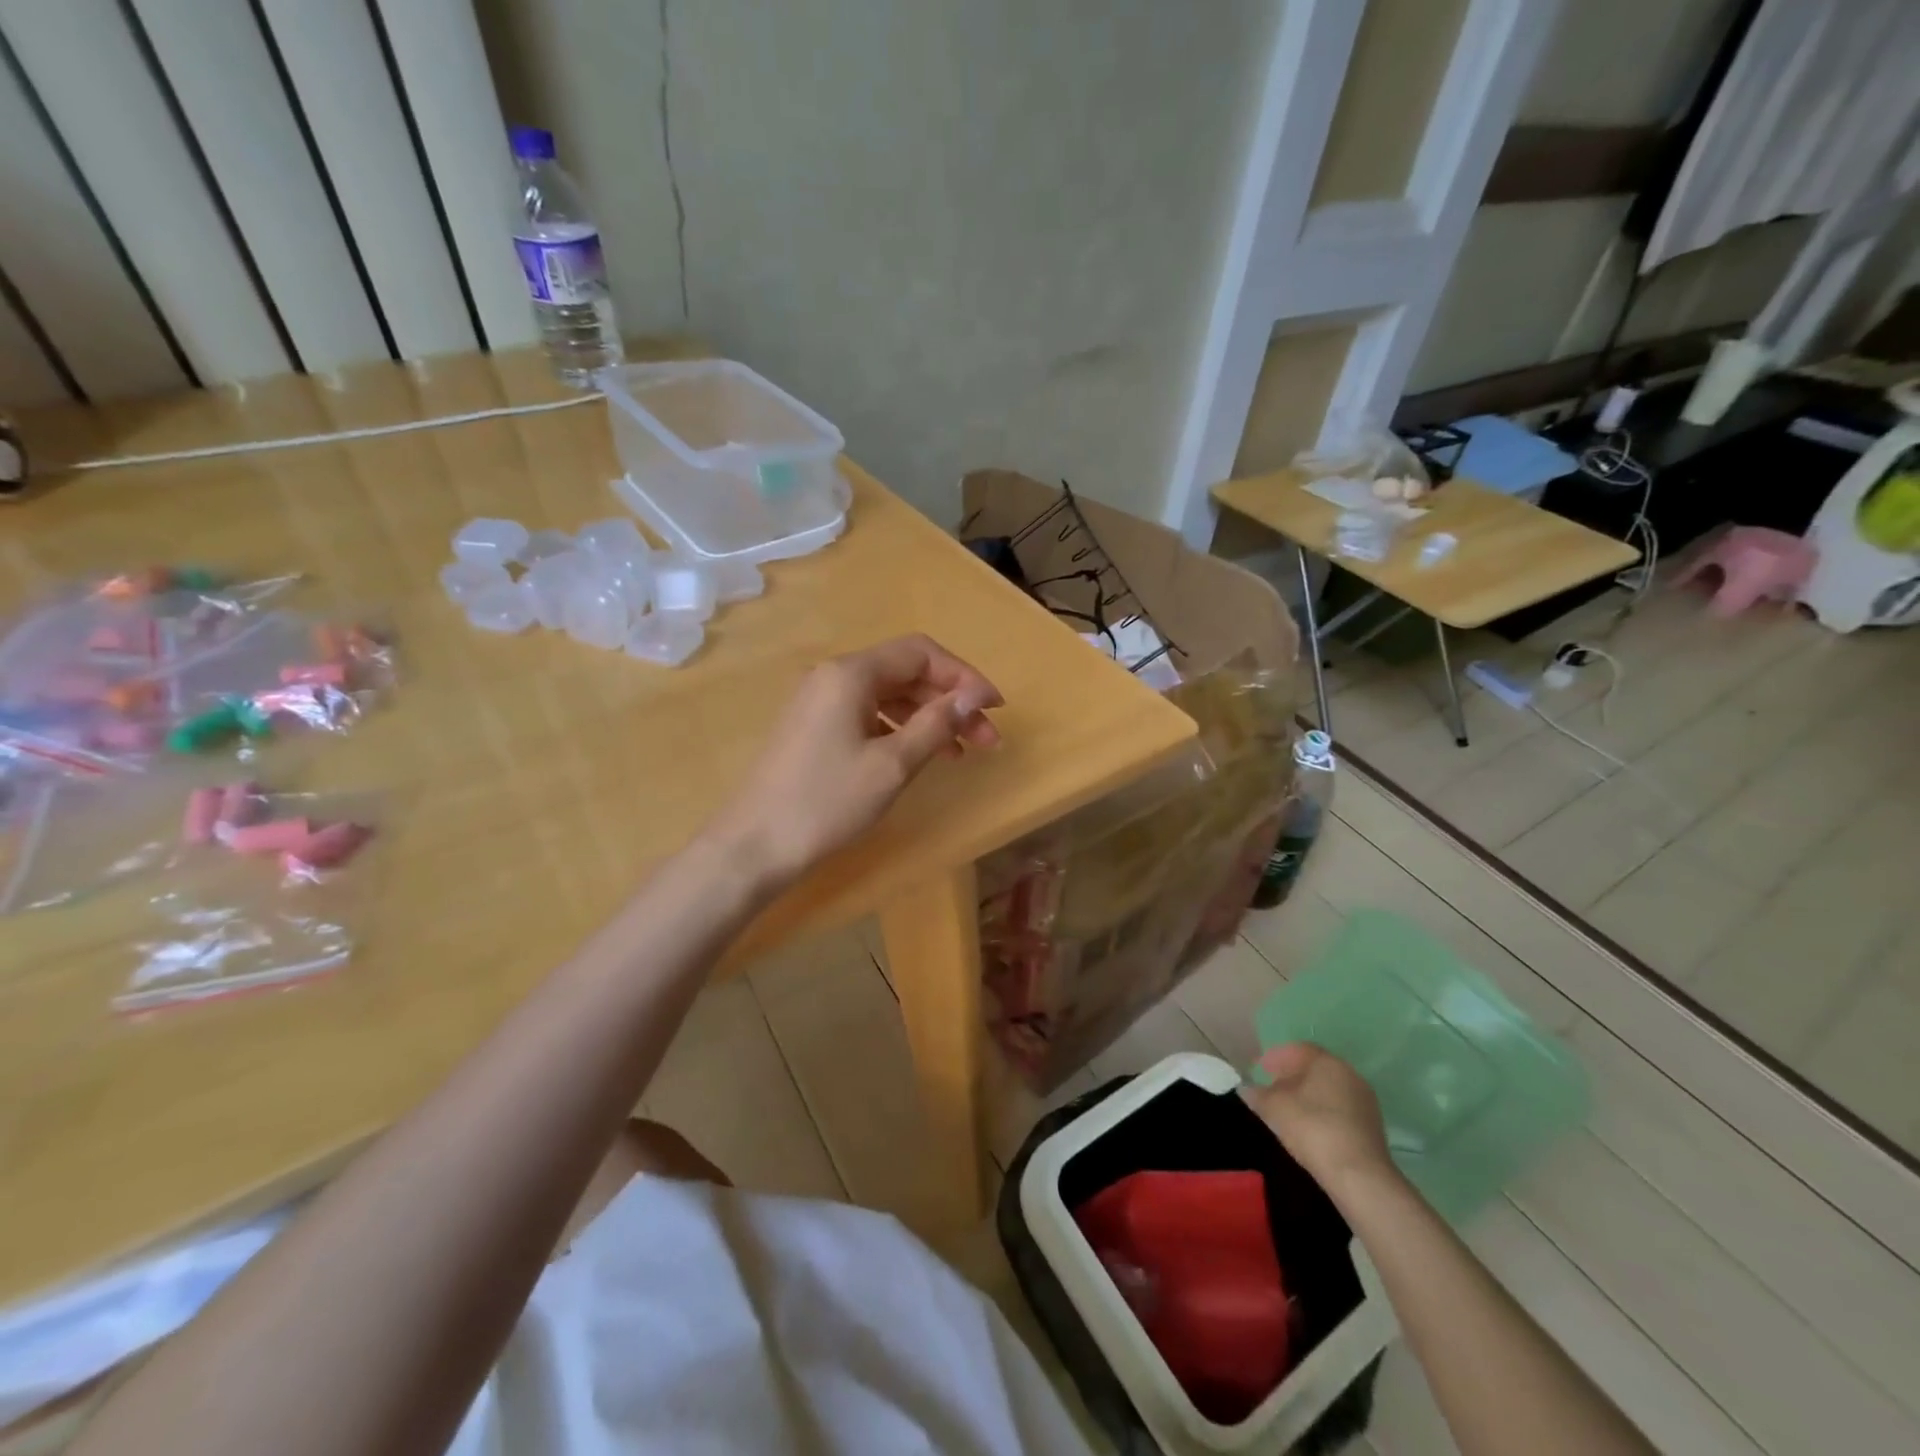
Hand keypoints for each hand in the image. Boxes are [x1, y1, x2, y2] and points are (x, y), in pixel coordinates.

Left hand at [709, 635, 1001, 885]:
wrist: (753, 847)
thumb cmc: (826, 802)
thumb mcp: (892, 764)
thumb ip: (936, 724)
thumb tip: (973, 696)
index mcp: (850, 673)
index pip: (921, 653)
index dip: (964, 676)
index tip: (995, 708)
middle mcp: (833, 676)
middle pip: (905, 672)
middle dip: (950, 701)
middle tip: (986, 740)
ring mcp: (819, 702)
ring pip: (888, 696)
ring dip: (928, 717)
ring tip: (960, 753)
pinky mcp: (813, 728)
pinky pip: (867, 715)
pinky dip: (900, 730)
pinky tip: (919, 756)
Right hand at [1243, 1043, 1396, 1199]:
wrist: (1359, 1176)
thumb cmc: (1312, 1129)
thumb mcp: (1274, 1108)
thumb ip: (1258, 1094)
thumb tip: (1246, 1089)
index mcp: (1327, 1062)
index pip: (1298, 1049)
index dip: (1275, 1057)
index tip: (1259, 1069)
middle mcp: (1349, 1074)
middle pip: (1315, 1068)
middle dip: (1291, 1075)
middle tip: (1270, 1087)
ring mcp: (1364, 1101)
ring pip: (1328, 1089)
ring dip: (1307, 1094)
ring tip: (1287, 1109)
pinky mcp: (1371, 1126)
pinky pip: (1339, 1108)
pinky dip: (1322, 1110)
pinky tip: (1309, 1126)